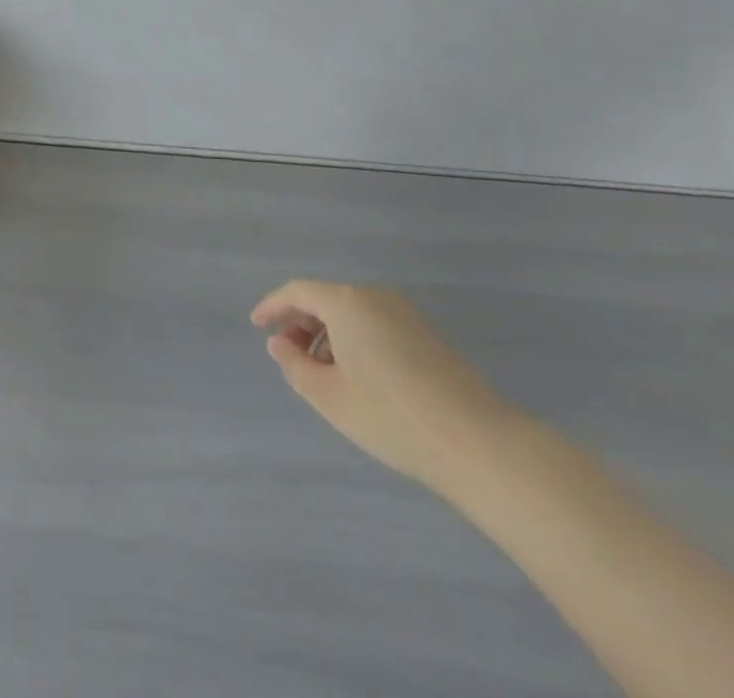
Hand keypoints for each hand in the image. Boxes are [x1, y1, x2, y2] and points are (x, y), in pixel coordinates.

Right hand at [251, 280, 519, 491]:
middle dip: (301, 322)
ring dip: (327, 333)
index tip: (257, 325)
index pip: (298, 291)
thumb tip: (280, 343)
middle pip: (326, 298)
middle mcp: (374, 296)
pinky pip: (374, 323)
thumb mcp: (329, 397)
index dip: (273, 306)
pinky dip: (353, 339)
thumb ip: (294, 365)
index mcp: (347, 302)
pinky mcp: (426, 334)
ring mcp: (405, 313)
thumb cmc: (391, 416)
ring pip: (351, 312)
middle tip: (288, 354)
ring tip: (321, 372)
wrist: (476, 442)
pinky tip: (356, 376)